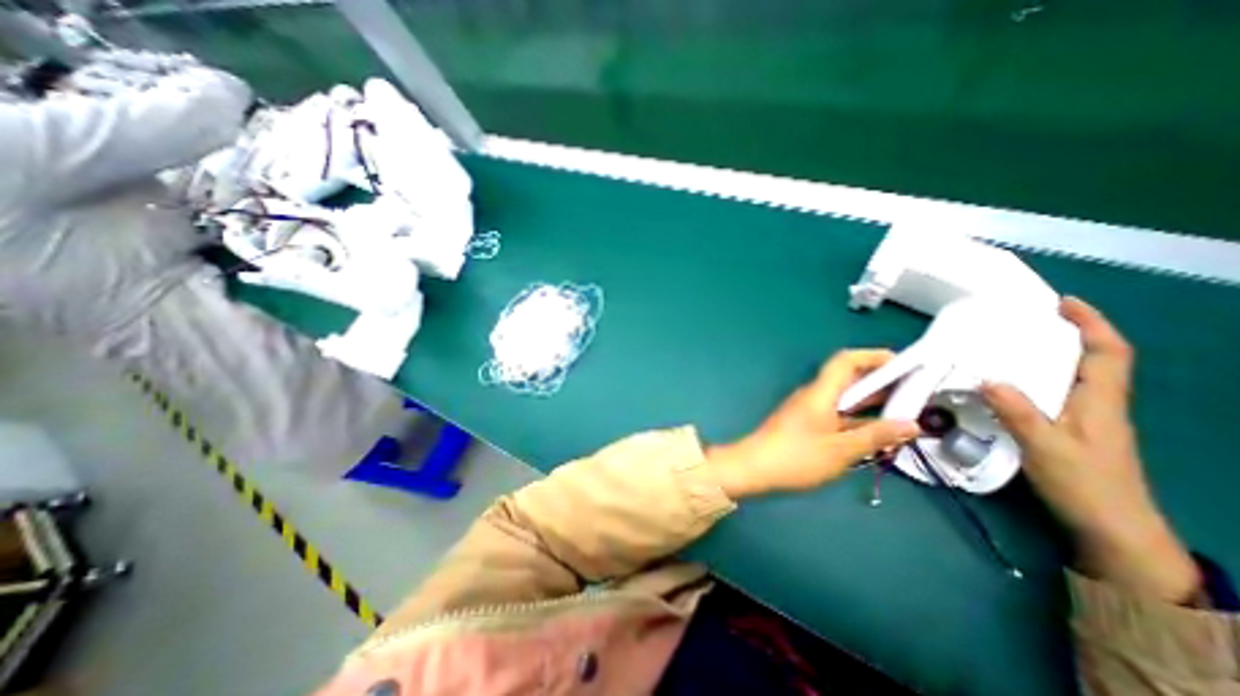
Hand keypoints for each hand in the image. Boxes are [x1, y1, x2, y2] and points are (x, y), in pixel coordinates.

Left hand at [708, 353, 917, 499]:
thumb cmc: (796, 456)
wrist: (753, 468)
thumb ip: (876, 436)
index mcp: (820, 392)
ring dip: (871, 407)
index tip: (903, 365)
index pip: (846, 361)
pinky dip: (856, 422)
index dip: (874, 356)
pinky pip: (836, 416)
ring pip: (844, 401)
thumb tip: (910, 425)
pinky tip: (876, 438)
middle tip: (914, 397)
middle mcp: (814, 396)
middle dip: (881, 385)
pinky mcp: (805, 425)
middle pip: (848, 381)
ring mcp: (808, 411)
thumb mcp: (842, 450)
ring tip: (904, 419)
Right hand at [984, 296, 1194, 600]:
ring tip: (1005, 346)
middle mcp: (1097, 404)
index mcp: (1100, 402)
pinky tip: (1004, 383)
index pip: (1107, 353)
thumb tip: (987, 378)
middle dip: (1063, 334)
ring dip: (1045, 356)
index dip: (1091, 324)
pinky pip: (1052, 393)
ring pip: (1069, 376)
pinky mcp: (1069, 430)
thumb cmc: (1085, 485)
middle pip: (1089, 359)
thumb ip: (1018, 412)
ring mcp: (1084, 418)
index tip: (1062, 303)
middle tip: (1021, 320)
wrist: (1111, 528)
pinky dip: (1032, 379)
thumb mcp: (1046, 447)